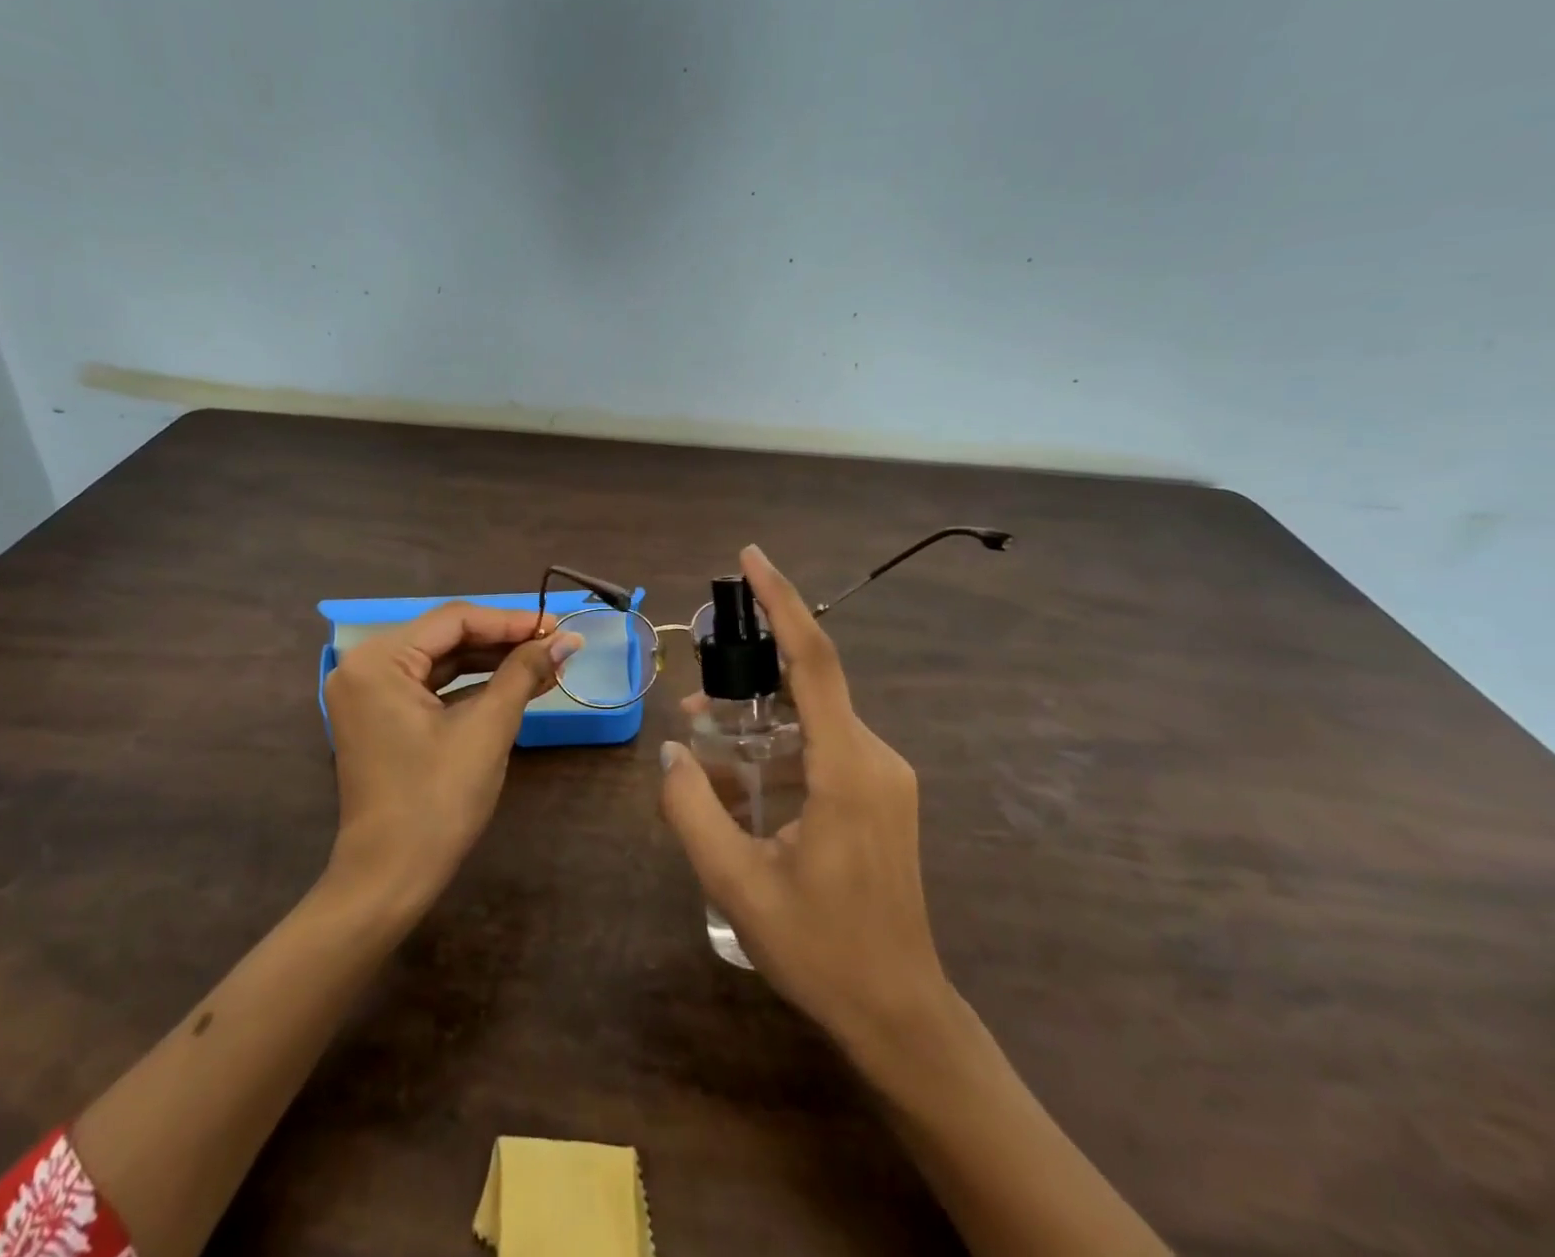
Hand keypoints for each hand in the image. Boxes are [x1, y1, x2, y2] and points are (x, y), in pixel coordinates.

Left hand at [323, 603, 581, 903]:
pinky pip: (432, 687)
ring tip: (546, 663)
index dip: (511, 620)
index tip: (558, 626)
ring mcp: (370, 693)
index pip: (455, 620)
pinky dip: (472, 686)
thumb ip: (524, 673)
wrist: (390, 878)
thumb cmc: (437, 800)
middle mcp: (365, 666)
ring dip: (493, 662)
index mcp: (378, 660)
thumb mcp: (487, 729)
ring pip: (442, 661)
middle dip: (505, 641)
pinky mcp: (381, 717)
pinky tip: (516, 684)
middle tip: (557, 643)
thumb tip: (568, 639)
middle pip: (447, 636)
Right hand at [660, 546, 950, 1061]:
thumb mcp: (736, 884)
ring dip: (759, 723)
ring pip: (812, 721)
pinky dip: (779, 750)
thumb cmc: (819, 949)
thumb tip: (673, 751)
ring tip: (706, 745)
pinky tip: (742, 783)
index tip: (751, 559)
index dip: (782, 602)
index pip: (814, 661)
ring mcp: (884, 777)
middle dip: (749, 680)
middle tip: (695, 700)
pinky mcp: (881, 795)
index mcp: (847, 768)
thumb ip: (693, 810)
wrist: (898, 1012)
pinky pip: (823, 749)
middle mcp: (875, 757)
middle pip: (807, 687)